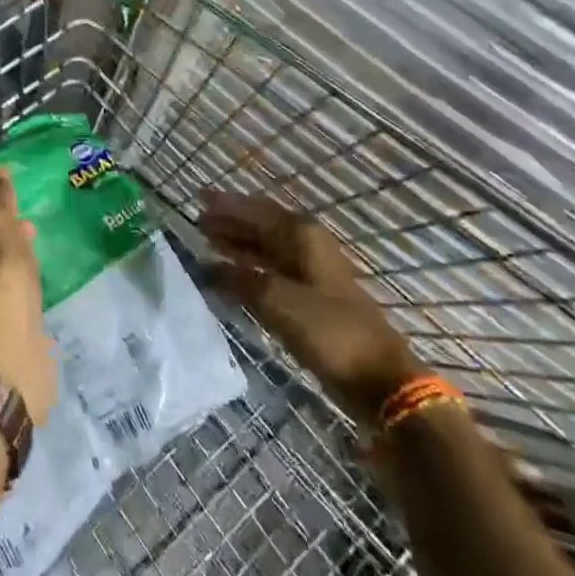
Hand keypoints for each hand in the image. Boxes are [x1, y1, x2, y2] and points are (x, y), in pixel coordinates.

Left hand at [0, 166, 56, 424]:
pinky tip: (39, 295)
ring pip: (1, 277)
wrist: (3, 346)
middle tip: (32, 232)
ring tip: (41, 261)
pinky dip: (25, 295)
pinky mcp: (3, 334)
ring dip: (17, 267)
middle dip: (7, 240)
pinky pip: (15, 304)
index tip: (19, 210)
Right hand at [202, 192, 421, 427]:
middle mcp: (306, 244)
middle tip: (197, 221)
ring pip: (266, 247)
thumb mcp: (275, 299)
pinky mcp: (312, 297)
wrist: (377, 378)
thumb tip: (207, 267)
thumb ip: (238, 279)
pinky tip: (230, 275)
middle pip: (261, 225)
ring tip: (207, 242)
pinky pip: (272, 270)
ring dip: (238, 244)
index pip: (255, 209)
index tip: (198, 197)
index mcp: (301, 234)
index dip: (226, 204)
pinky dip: (249, 268)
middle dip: (230, 222)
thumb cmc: (327, 329)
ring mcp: (311, 271)